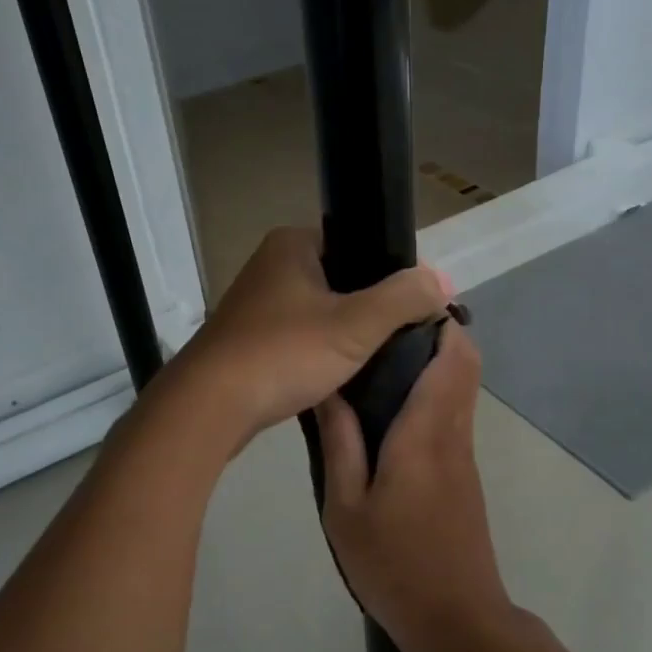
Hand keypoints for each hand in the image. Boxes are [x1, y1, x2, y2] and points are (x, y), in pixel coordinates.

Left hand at [181, 226, 452, 441]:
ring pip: (321, 313)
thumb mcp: (356, 324)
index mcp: (292, 243)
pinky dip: (319, 354)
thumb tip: (441, 280)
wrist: (209, 407)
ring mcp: (255, 305)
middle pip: (342, 280)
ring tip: (373, 360)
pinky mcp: (247, 340)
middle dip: (370, 309)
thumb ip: (403, 298)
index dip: (389, 274)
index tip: (412, 309)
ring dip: (345, 335)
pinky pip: (299, 339)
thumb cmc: (283, 354)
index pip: (358, 244)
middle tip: (399, 340)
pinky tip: (337, 377)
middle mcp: (271, 265)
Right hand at [315, 322, 513, 651]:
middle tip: (382, 330)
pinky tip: (392, 411)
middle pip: (465, 364)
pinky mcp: (466, 476)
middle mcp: (454, 433)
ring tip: (379, 362)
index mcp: (426, 432)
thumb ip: (340, 443)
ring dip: (436, 364)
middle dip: (436, 334)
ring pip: (462, 388)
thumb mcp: (346, 507)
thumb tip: (330, 388)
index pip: (452, 357)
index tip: (401, 306)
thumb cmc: (394, 564)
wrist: (457, 621)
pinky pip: (454, 415)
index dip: (438, 322)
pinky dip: (435, 394)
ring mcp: (465, 456)